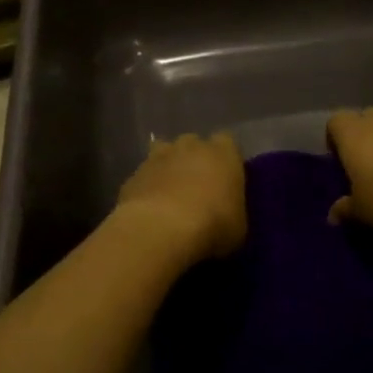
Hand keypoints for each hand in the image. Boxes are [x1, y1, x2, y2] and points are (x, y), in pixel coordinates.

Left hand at [115, 133, 246, 262]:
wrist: (161, 229)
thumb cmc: (212, 225)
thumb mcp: (238, 228)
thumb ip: (233, 211)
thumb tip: (226, 215)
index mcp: (223, 153)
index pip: (228, 143)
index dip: (226, 161)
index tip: (225, 180)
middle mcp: (191, 146)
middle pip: (194, 144)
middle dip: (194, 161)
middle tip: (197, 189)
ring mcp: (158, 157)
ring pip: (164, 154)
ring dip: (168, 169)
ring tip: (170, 197)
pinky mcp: (133, 174)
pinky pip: (144, 177)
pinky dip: (147, 189)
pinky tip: (149, 213)